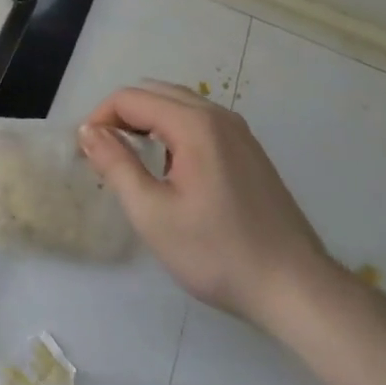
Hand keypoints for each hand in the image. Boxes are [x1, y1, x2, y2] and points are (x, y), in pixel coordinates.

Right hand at [79, 82, 332, 332]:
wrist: (298, 291)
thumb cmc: (218, 253)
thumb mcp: (152, 213)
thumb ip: (115, 164)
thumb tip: (88, 131)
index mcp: (194, 124)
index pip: (131, 98)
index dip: (101, 117)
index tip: (87, 152)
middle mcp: (218, 116)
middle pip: (154, 93)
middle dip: (122, 115)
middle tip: (104, 153)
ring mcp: (239, 132)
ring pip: (178, 105)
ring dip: (147, 121)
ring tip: (131, 159)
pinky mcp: (250, 151)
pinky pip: (200, 122)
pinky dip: (172, 130)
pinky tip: (171, 170)